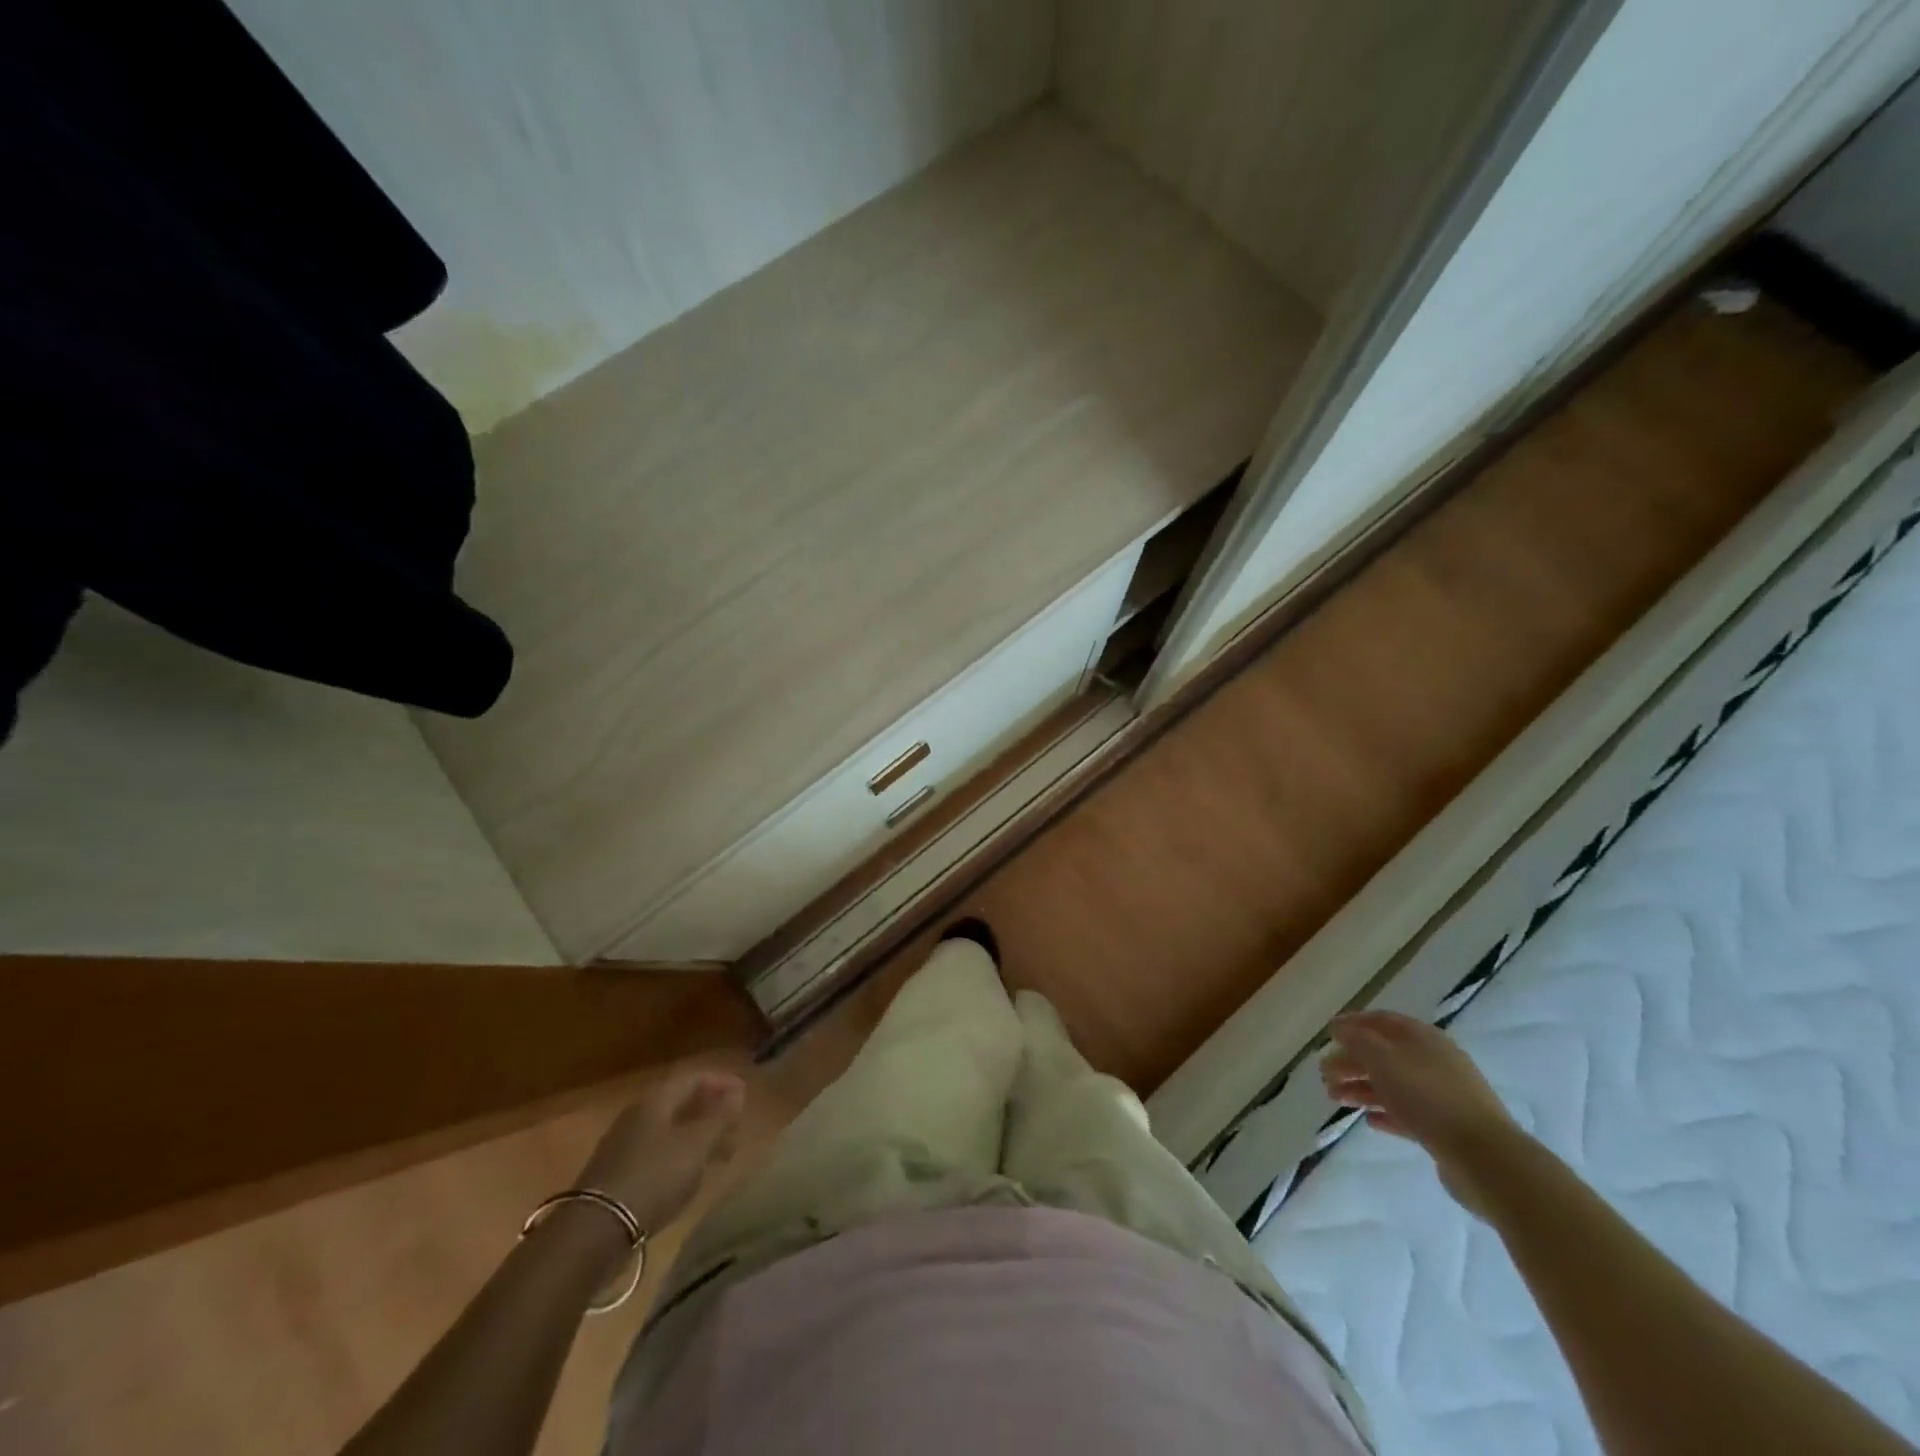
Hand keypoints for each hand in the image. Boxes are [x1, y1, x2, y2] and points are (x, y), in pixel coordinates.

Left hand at [576, 1062, 746, 1234]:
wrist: (593, 1233)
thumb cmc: (653, 1179)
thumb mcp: (695, 1146)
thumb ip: (719, 1117)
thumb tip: (737, 1093)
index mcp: (656, 1101)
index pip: (693, 1077)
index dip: (721, 1081)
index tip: (745, 1094)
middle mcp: (637, 1116)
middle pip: (680, 1102)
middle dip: (711, 1110)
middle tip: (736, 1126)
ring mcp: (623, 1146)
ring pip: (669, 1129)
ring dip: (697, 1135)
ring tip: (720, 1154)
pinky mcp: (616, 1175)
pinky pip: (657, 1153)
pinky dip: (680, 1156)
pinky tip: (689, 1176)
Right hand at [1321, 1010, 1524, 1217]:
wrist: (1484, 1157)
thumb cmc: (1427, 1097)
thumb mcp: (1382, 1059)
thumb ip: (1357, 1040)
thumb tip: (1340, 1028)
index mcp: (1422, 1037)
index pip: (1381, 1020)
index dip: (1352, 1023)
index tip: (1327, 1034)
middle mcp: (1433, 1061)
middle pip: (1384, 1054)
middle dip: (1351, 1061)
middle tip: (1323, 1074)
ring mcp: (1442, 1095)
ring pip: (1393, 1084)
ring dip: (1361, 1088)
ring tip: (1334, 1099)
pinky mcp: (1446, 1127)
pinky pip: (1408, 1113)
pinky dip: (1385, 1112)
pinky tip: (1369, 1120)